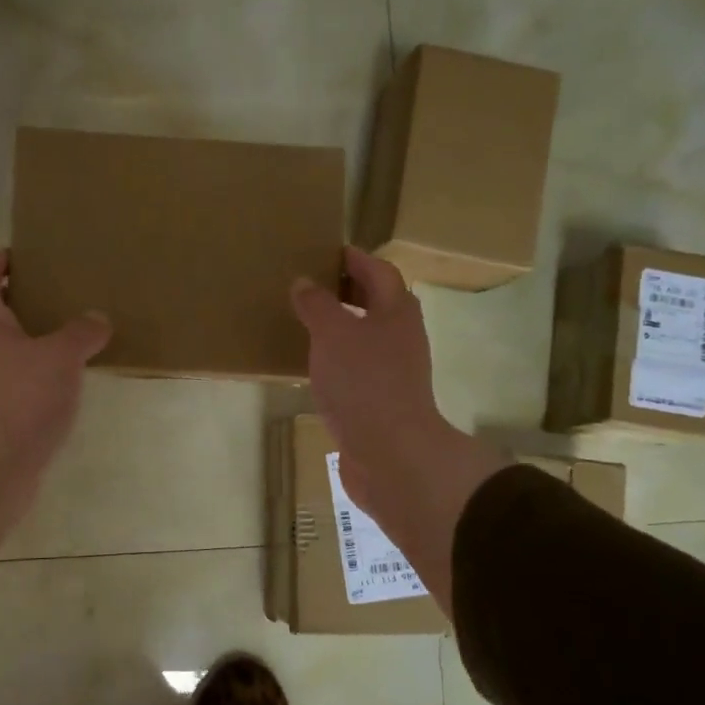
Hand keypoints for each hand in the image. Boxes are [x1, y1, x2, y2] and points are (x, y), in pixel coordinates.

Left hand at [0, 251, 111, 572]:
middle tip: (62, 296)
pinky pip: (25, 385)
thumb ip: (80, 333)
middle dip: (25, 302)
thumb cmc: (20, 398)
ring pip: (13, 352)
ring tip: (77, 338)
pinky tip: (73, 382)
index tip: (22, 257)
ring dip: (39, 342)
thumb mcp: (60, 356)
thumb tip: (97, 319)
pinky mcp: (4, 417)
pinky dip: (45, 378)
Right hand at [292, 248, 507, 608]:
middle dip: (347, 291)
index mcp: (396, 311)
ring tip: (305, 322)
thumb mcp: (333, 333)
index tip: (328, 251)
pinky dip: (336, 358)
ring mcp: (392, 371)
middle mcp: (400, 336)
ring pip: (365, 336)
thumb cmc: (364, 383)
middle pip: (376, 303)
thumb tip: (303, 282)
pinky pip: (356, 367)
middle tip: (310, 284)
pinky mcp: (379, 400)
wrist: (389, 453)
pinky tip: (313, 365)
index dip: (355, 259)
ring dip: (340, 326)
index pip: (378, 271)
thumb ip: (316, 305)